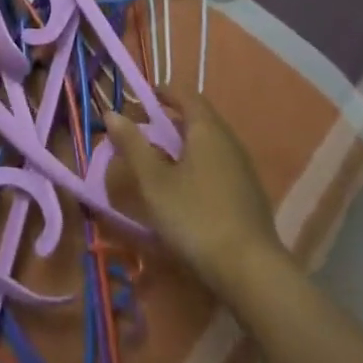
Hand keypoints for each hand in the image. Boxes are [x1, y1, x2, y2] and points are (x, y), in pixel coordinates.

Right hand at [104, 86, 280, 292]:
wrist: (250, 270)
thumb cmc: (195, 216)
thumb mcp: (154, 182)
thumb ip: (133, 145)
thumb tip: (111, 113)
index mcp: (207, 130)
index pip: (186, 94)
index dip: (163, 91)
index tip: (142, 97)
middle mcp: (229, 141)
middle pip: (198, 118)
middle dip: (170, 119)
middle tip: (143, 131)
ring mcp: (243, 168)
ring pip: (209, 143)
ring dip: (184, 143)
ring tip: (158, 160)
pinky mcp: (248, 193)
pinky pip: (218, 164)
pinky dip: (197, 163)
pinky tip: (184, 188)